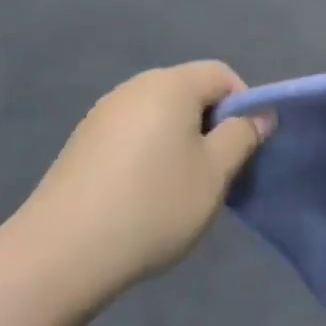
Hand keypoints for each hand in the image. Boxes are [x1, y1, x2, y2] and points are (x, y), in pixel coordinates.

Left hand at [9, 61, 273, 305]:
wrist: (64, 251)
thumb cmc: (155, 205)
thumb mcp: (215, 173)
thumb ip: (242, 136)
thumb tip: (260, 114)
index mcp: (169, 86)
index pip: (221, 74)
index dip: (244, 105)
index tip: (245, 147)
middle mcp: (134, 88)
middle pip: (189, 91)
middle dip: (212, 124)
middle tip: (219, 170)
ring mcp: (102, 114)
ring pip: (160, 115)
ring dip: (182, 141)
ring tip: (183, 186)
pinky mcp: (83, 142)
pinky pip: (133, 133)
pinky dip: (151, 153)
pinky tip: (146, 194)